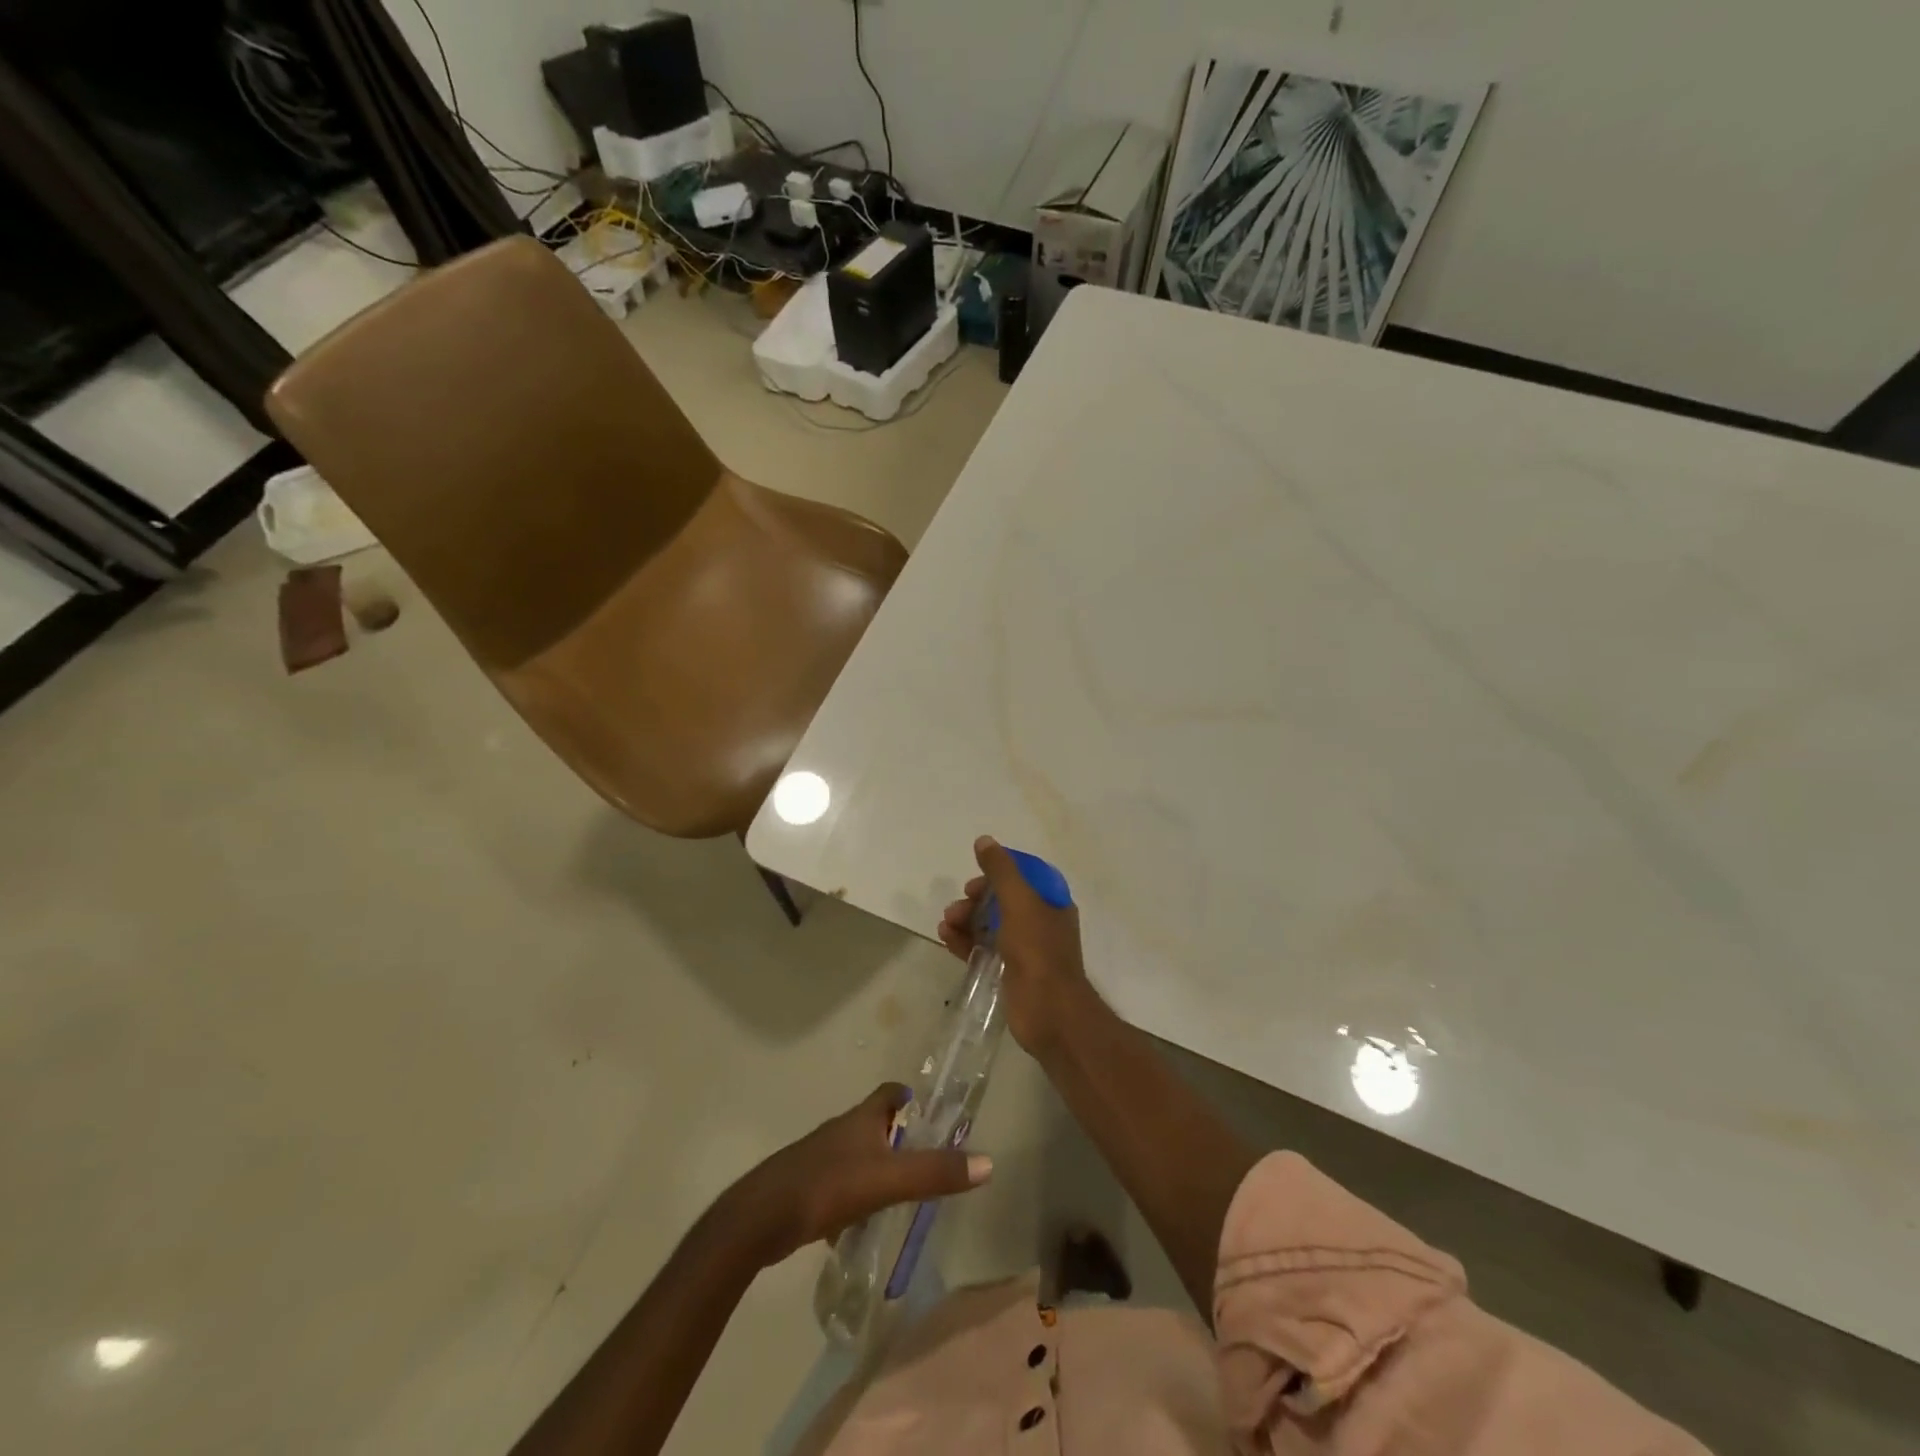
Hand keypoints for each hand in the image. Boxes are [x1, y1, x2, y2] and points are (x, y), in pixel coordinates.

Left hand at [726, 1083, 991, 1266]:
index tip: (923, 1106)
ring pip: (854, 1155)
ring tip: (897, 1192)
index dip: (906, 1095)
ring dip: (874, 1167)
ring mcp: (818, 1159)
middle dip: (895, 1136)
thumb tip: (988, 1162)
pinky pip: (838, 1185)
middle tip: (921, 1156)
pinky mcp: (804, 1188)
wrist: (761, 1219)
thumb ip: (935, 1172)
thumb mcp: (888, 1180)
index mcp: (860, 1119)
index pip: (887, 1093)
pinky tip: (859, 1223)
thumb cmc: (827, 1186)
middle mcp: (839, 1131)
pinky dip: (853, 1196)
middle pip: (872, 1123)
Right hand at [938, 836, 1095, 1056]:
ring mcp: (1025, 950)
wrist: (1050, 1013)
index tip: (976, 878)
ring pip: (990, 925)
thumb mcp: (1020, 903)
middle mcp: (1040, 923)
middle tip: (958, 906)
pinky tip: (946, 939)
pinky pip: (983, 949)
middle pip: (1003, 901)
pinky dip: (965, 942)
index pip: (1023, 877)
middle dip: (976, 899)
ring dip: (966, 920)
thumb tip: (984, 841)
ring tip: (946, 924)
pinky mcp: (1010, 972)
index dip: (998, 873)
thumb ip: (1001, 871)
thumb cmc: (1038, 952)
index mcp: (1051, 903)